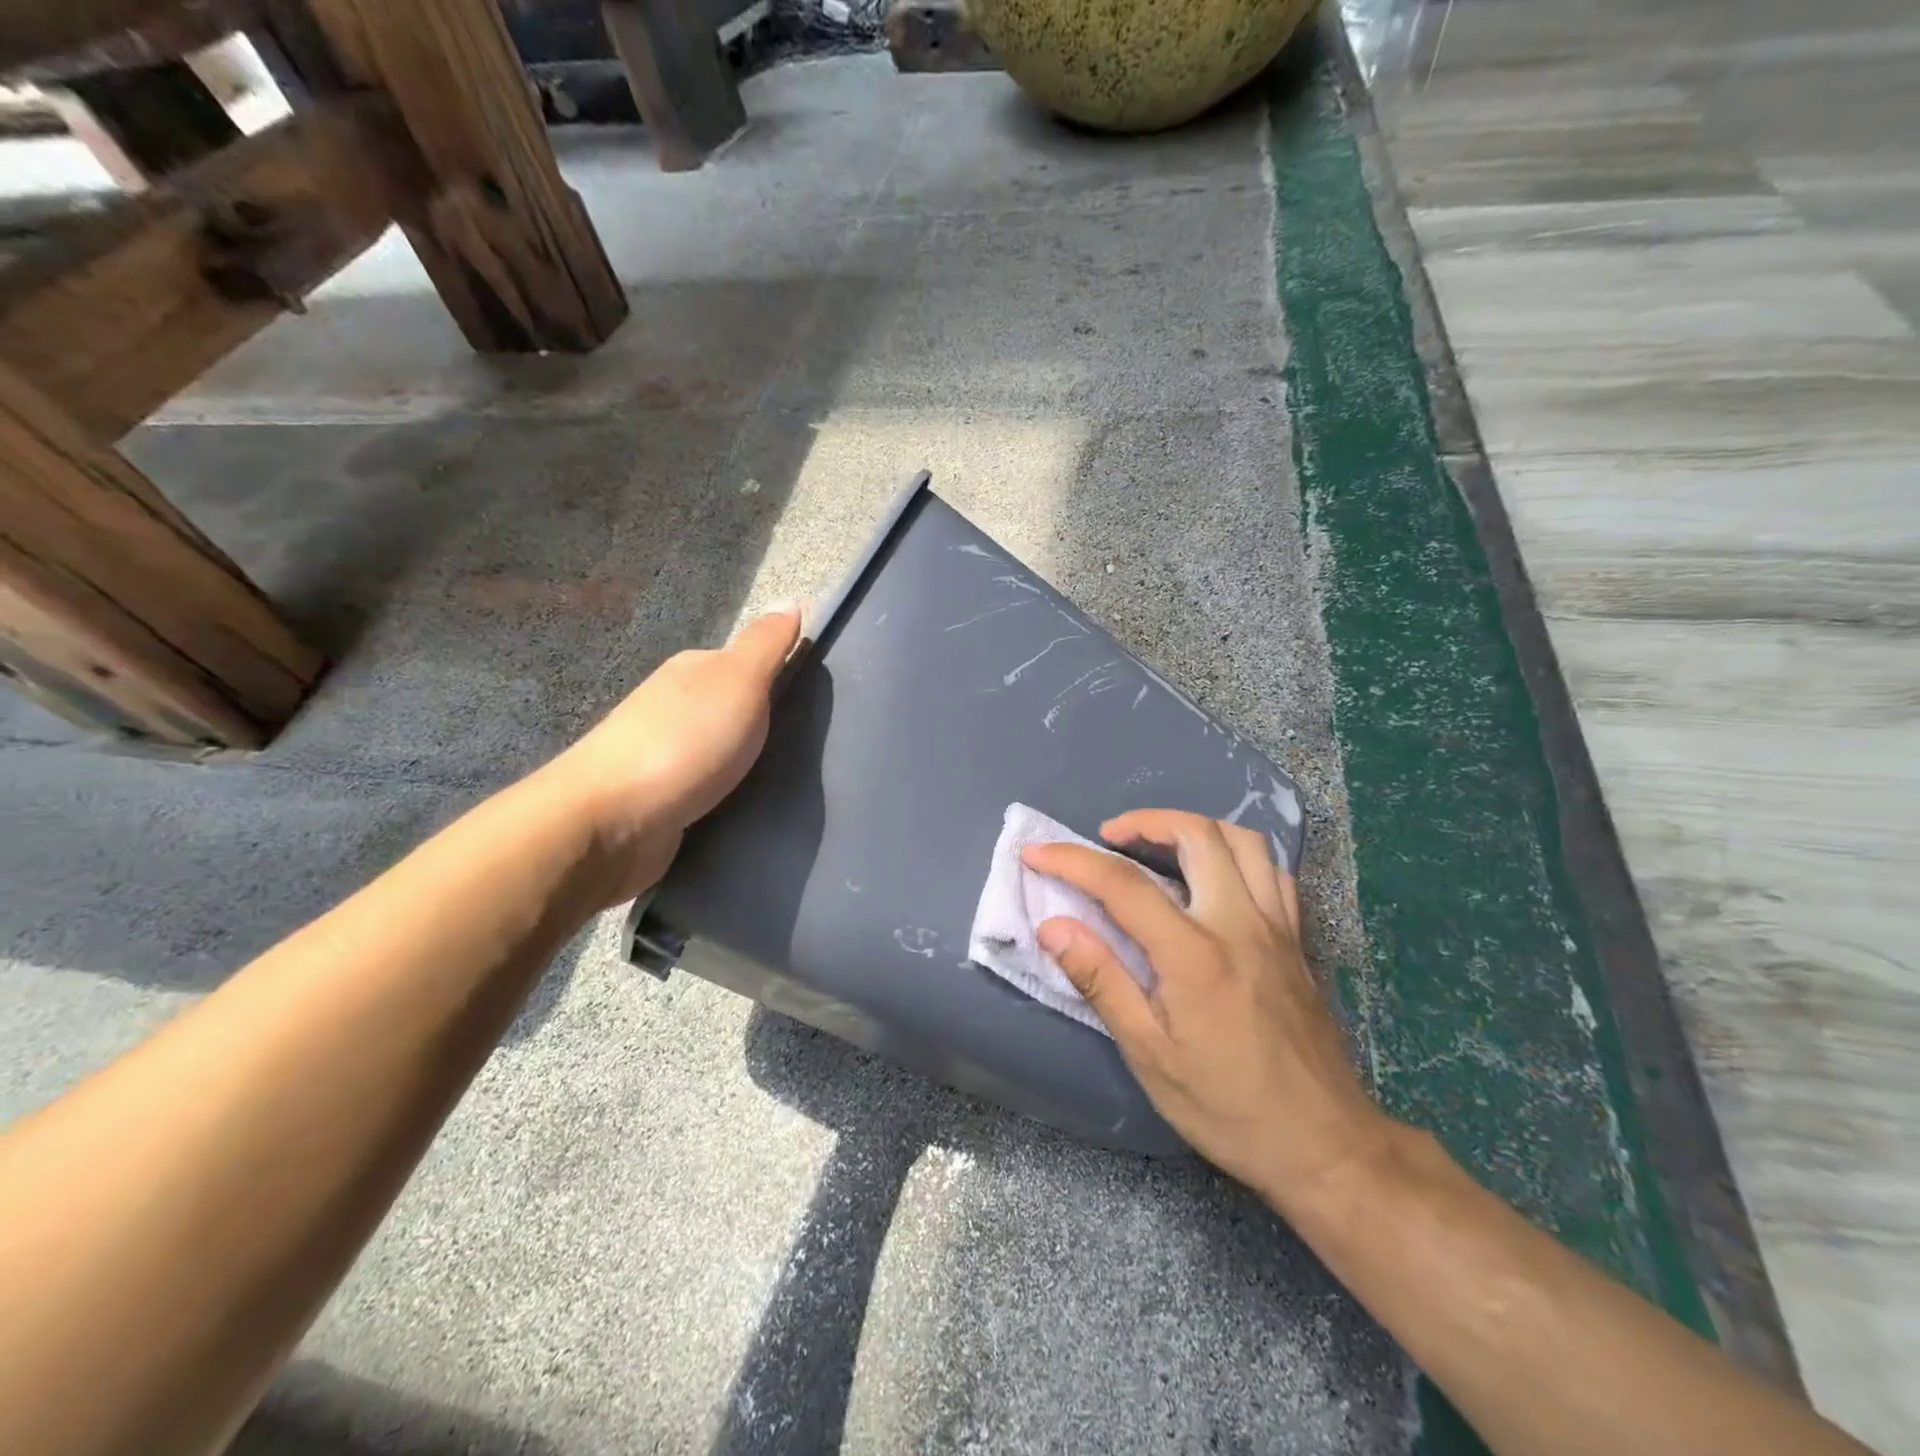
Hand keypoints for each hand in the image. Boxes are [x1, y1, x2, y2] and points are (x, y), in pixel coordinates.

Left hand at [542, 608, 801, 901]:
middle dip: (770, 725)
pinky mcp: (663, 801)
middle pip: (735, 708)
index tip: (820, 704)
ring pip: (723, 750)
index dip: (782, 678)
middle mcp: (676, 706)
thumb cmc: (685, 743)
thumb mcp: (739, 681)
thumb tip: (792, 601)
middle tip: (815, 748)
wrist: (611, 822)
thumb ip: (767, 645)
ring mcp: (665, 755)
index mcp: (694, 671)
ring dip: (750, 763)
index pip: (748, 664)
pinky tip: (753, 807)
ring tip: (793, 782)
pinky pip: (710, 789)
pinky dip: (731, 794)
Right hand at [1022, 809, 1395, 1215]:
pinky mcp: (1298, 939)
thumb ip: (1101, 980)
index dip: (1072, 860)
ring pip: (1242, 840)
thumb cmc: (1227, 1107)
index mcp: (1195, 955)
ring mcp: (1277, 927)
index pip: (1123, 885)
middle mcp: (1240, 924)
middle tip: (1109, 838)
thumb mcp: (1149, 1055)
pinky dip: (1235, 855)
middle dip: (1144, 821)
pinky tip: (1213, 877)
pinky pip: (1271, 870)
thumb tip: (1053, 926)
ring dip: (1193, 828)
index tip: (1037, 853)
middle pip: (1196, 835)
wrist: (1324, 1144)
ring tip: (1159, 845)